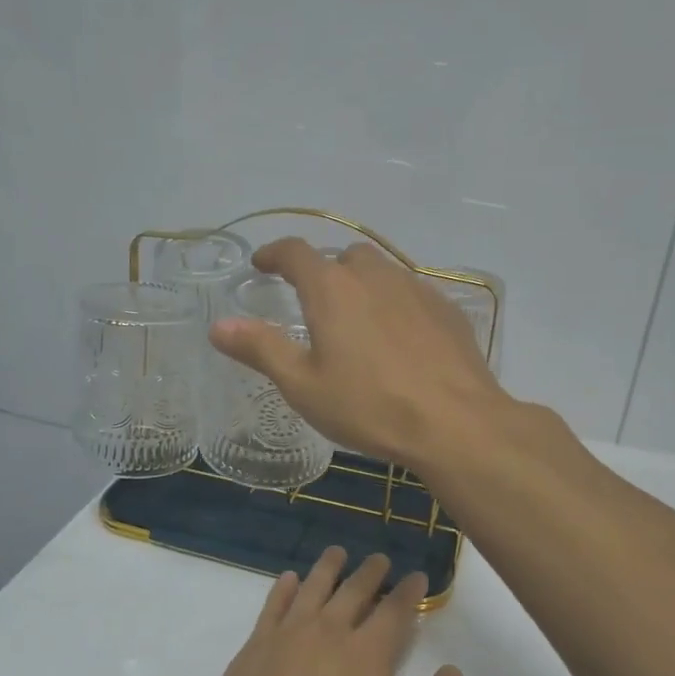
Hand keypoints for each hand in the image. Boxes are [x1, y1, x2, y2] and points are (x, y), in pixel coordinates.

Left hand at [193, 547, 471, 675]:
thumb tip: (453, 671)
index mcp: (368, 652)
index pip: (395, 609)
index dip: (409, 591)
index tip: (417, 577)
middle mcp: (328, 631)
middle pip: (353, 590)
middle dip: (371, 572)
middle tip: (379, 559)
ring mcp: (285, 636)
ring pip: (312, 588)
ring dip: (328, 568)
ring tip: (337, 553)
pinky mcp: (253, 649)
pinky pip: (272, 606)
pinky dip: (283, 589)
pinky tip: (289, 580)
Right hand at [209, 238, 510, 469]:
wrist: (455, 423)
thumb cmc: (369, 406)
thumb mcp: (303, 385)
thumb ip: (260, 349)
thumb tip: (219, 326)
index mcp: (332, 288)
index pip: (295, 252)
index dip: (273, 254)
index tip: (261, 264)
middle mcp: (374, 276)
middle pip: (342, 258)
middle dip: (322, 271)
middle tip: (312, 301)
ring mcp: (416, 289)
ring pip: (380, 272)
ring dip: (360, 285)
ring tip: (355, 320)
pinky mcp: (446, 309)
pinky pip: (410, 294)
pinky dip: (393, 304)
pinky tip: (397, 339)